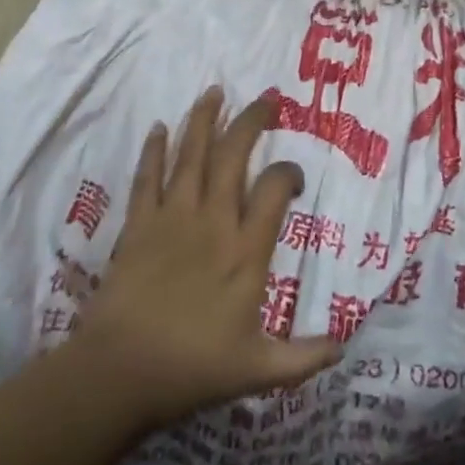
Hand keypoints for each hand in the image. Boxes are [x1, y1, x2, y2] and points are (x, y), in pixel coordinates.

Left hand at [71, 88, 340, 432]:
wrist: (119, 374)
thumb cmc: (192, 368)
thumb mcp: (258, 371)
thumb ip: (304, 358)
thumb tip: (345, 346)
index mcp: (245, 250)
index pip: (273, 189)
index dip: (288, 172)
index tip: (294, 176)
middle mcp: (212, 221)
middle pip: (232, 156)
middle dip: (251, 121)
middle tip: (266, 98)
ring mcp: (172, 218)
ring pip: (191, 156)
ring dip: (204, 120)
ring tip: (214, 90)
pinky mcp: (138, 225)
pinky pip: (147, 178)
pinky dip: (154, 151)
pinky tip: (159, 127)